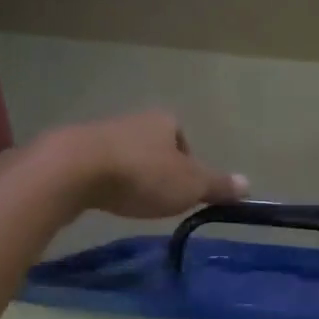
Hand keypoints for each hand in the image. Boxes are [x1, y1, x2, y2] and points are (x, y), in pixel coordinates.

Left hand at [51, 111, 247, 218]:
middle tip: (157, 196)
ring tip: (128, 199)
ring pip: (122, 153)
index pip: (181, 137)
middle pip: (151, 144)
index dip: (186, 161)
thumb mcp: (189, 185)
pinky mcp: (71, 150)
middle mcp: (133, 119)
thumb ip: (217, 185)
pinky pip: (95, 165)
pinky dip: (101, 180)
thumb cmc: (142, 174)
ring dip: (126, 173)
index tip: (183, 187)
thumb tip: (248, 184)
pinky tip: (100, 198)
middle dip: (155, 167)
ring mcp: (99, 132)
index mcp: (164, 120)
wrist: (73, 169)